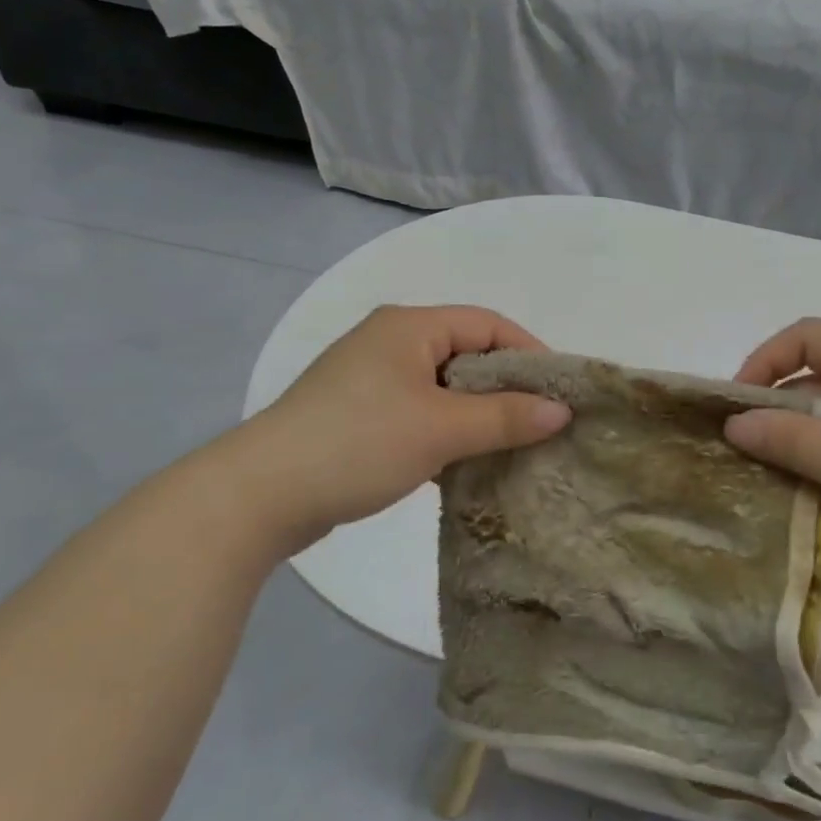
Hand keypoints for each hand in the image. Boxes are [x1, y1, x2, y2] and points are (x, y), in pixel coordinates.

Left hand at [222, 304, 571, 555]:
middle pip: (467, 354)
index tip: (560, 392)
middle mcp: (390, 341)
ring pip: (445, 387)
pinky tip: (466, 462)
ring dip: (478, 414)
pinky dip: (448, 431)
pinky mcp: (359, 414)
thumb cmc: (357, 444)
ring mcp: (371, 379)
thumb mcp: (441, 429)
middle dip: (507, 388)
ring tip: (511, 446)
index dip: (529, 353)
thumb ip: (506, 417)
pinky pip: (421, 411)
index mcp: (409, 326)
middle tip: (542, 423)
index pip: (488, 324)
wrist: (258, 496)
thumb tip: (562, 411)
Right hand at [724, 318, 820, 598]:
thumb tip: (733, 424)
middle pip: (818, 376)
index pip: (806, 337)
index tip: (736, 405)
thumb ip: (788, 439)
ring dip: (802, 441)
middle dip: (779, 410)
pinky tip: (813, 495)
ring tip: (773, 477)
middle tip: (748, 451)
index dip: (764, 362)